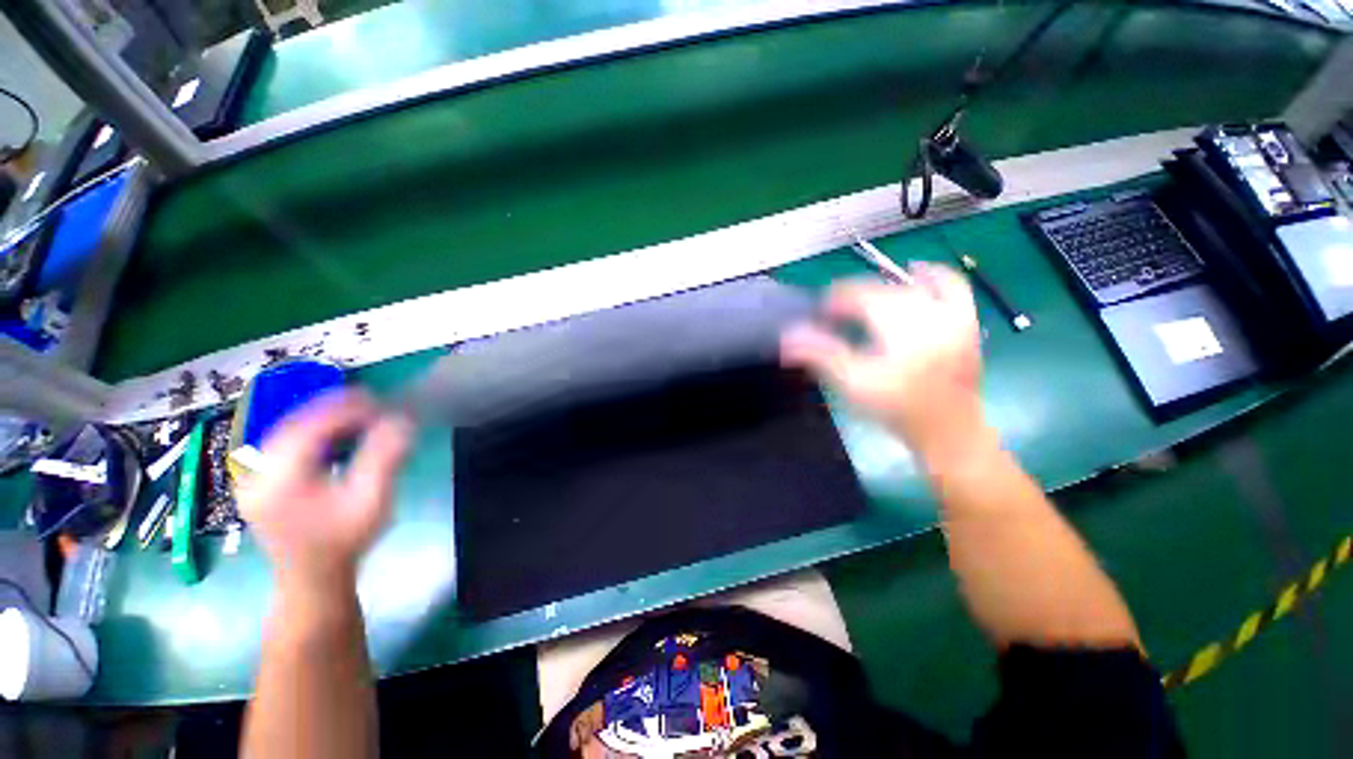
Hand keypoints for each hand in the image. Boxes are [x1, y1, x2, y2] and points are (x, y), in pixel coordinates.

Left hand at [238, 390, 411, 593]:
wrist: (313, 577)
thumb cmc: (345, 540)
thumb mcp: (371, 500)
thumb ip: (384, 458)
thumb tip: (402, 420)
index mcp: (279, 481)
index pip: (308, 428)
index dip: (343, 409)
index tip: (378, 401)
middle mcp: (256, 474)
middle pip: (293, 425)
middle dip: (333, 408)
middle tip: (371, 402)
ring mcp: (252, 478)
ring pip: (286, 431)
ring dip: (323, 417)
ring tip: (358, 413)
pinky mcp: (258, 480)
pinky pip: (283, 443)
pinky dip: (312, 431)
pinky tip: (335, 433)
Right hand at [780, 264, 986, 465]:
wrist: (948, 430)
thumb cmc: (896, 408)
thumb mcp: (851, 383)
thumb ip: (819, 354)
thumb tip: (787, 336)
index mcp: (899, 324)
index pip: (858, 295)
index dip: (833, 302)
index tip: (818, 315)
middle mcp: (927, 310)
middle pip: (880, 292)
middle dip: (852, 300)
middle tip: (833, 316)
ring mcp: (951, 313)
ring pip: (908, 288)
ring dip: (881, 291)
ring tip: (862, 304)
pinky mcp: (965, 321)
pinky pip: (952, 286)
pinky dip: (931, 275)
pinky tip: (916, 270)